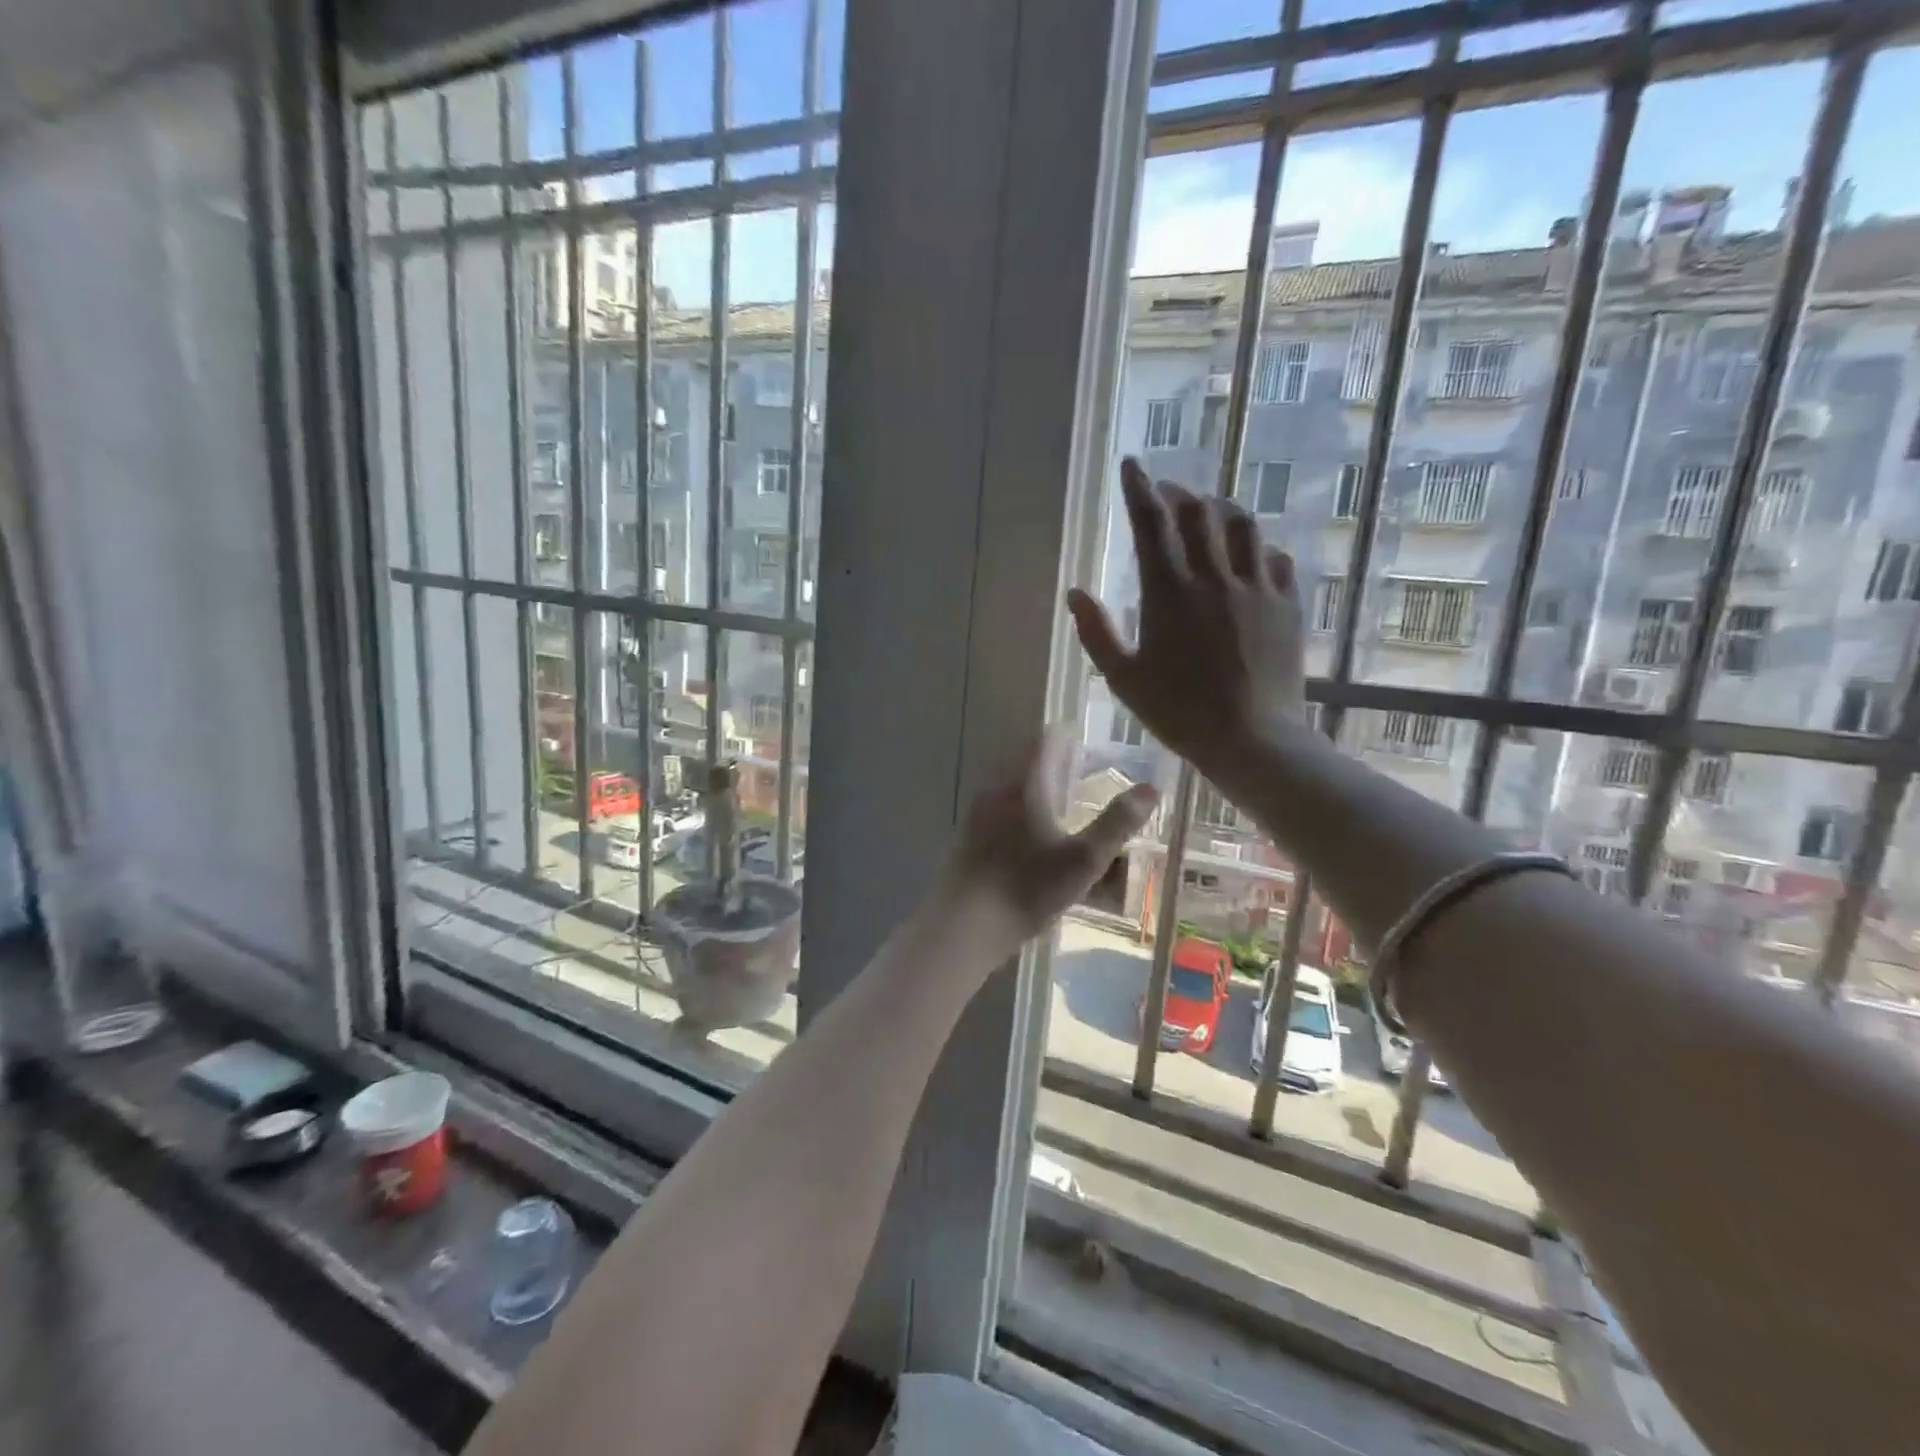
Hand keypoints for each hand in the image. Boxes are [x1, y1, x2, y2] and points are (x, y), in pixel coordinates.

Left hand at [936, 729, 1157, 953]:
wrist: (963, 925)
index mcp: (1024, 787)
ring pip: (1008, 788)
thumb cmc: (1027, 889)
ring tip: (1057, 801)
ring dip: (1032, 787)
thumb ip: (1117, 822)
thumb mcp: (1083, 860)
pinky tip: (1026, 837)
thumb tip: (1151, 788)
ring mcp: (975, 815)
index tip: (1083, 737)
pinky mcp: (965, 840)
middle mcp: (996, 792)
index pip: (1044, 743)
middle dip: (1051, 762)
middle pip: (1024, 763)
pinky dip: (1016, 811)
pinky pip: (995, 812)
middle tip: (1077, 768)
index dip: (1064, 735)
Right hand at [1067, 458, 1305, 780]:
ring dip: (1219, 510)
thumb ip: (1096, 632)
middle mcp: (1214, 576)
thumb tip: (1075, 592)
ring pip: (1242, 524)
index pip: (1151, 522)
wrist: (1252, 739)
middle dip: (1178, 493)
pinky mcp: (1287, 603)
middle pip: (1197, 512)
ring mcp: (1256, 587)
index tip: (1131, 465)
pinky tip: (1249, 555)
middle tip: (1165, 493)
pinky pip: (1275, 556)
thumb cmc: (1179, 712)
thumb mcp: (1123, 678)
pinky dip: (1256, 546)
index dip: (1139, 488)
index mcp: (1169, 591)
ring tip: (1207, 513)